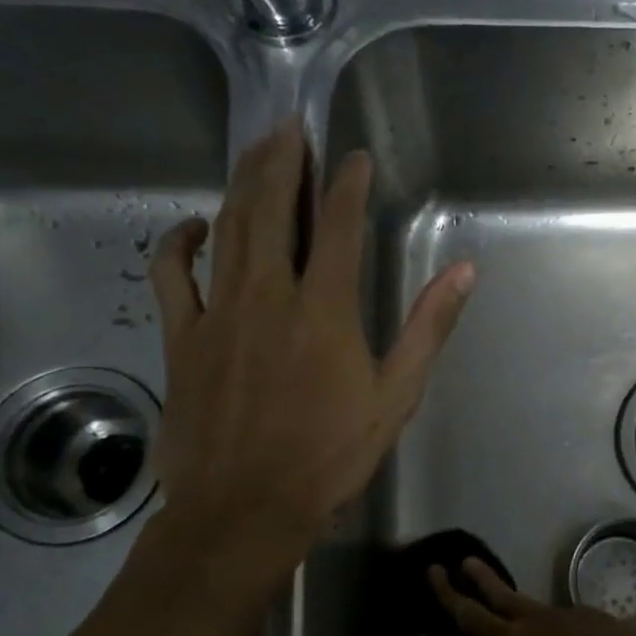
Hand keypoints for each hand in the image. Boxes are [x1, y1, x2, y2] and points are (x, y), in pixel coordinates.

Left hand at [146, 119, 474, 603]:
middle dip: (283, 162)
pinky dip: (178, 244)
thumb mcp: (396, 394)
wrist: (245, 509)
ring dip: (241, 184)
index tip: (354, 157)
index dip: (347, 184)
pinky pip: (172, 276)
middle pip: (271, 209)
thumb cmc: (330, 455)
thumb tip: (463, 271)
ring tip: (254, 151)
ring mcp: (218, 313)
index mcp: (324, 308)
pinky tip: (192, 226)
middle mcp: (268, 295)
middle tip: (290, 127)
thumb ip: (428, 327)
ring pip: (226, 230)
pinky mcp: (182, 338)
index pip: (339, 226)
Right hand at [420, 558, 635, 635]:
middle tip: (430, 571)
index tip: (416, 633)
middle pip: (468, 615)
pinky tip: (526, 598)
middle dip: (446, 594)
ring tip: (465, 561)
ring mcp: (539, 621)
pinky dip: (524, 597)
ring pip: (501, 594)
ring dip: (481, 578)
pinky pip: (537, 600)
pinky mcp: (567, 610)